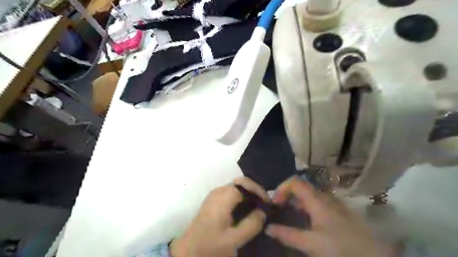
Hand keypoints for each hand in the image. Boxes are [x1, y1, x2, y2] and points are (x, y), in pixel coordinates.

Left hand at [170, 178, 266, 255]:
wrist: (188, 251)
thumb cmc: (210, 246)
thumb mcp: (234, 240)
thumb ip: (251, 224)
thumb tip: (263, 211)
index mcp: (223, 197)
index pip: (245, 184)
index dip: (259, 191)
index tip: (268, 204)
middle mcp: (218, 191)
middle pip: (241, 182)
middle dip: (255, 191)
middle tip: (264, 205)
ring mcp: (215, 194)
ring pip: (236, 186)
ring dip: (249, 193)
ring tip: (257, 207)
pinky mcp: (213, 199)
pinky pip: (231, 192)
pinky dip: (241, 196)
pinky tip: (245, 208)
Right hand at [265, 178, 396, 256]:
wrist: (374, 256)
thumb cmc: (341, 248)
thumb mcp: (312, 243)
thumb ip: (288, 234)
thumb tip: (268, 227)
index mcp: (317, 200)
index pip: (295, 182)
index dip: (281, 188)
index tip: (275, 203)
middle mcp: (324, 197)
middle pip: (301, 187)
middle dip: (287, 195)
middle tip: (278, 209)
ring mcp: (332, 203)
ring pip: (309, 195)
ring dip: (296, 201)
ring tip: (288, 214)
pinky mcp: (337, 211)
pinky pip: (317, 202)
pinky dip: (305, 207)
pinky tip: (305, 220)